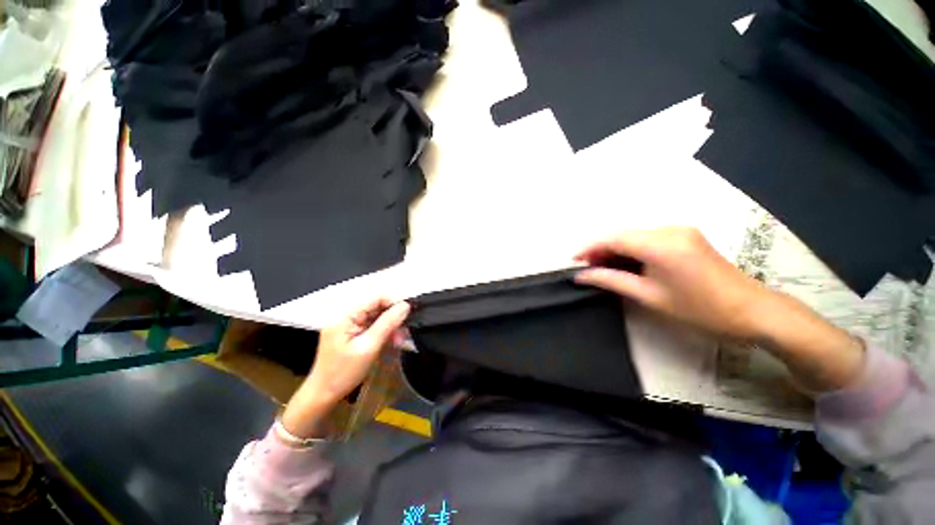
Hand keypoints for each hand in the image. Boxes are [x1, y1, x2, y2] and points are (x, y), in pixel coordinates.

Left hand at [280, 298, 409, 439]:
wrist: (323, 395)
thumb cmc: (344, 373)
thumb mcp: (369, 347)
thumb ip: (387, 324)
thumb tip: (405, 306)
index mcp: (345, 315)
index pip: (375, 298)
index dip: (393, 303)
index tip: (408, 315)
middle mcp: (345, 315)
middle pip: (376, 307)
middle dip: (392, 318)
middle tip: (403, 333)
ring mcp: (347, 324)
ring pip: (376, 317)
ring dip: (389, 327)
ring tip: (398, 341)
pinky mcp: (350, 333)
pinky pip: (371, 326)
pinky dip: (383, 333)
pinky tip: (391, 341)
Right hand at [575, 227, 863, 391]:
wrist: (753, 311)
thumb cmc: (700, 309)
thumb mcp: (649, 296)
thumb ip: (611, 280)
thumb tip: (581, 275)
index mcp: (660, 244)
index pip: (612, 238)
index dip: (588, 248)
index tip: (573, 262)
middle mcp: (669, 229)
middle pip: (622, 234)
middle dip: (599, 249)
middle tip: (585, 268)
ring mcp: (679, 230)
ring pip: (633, 235)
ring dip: (614, 249)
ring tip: (601, 267)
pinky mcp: (685, 235)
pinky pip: (647, 238)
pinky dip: (631, 249)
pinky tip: (625, 263)